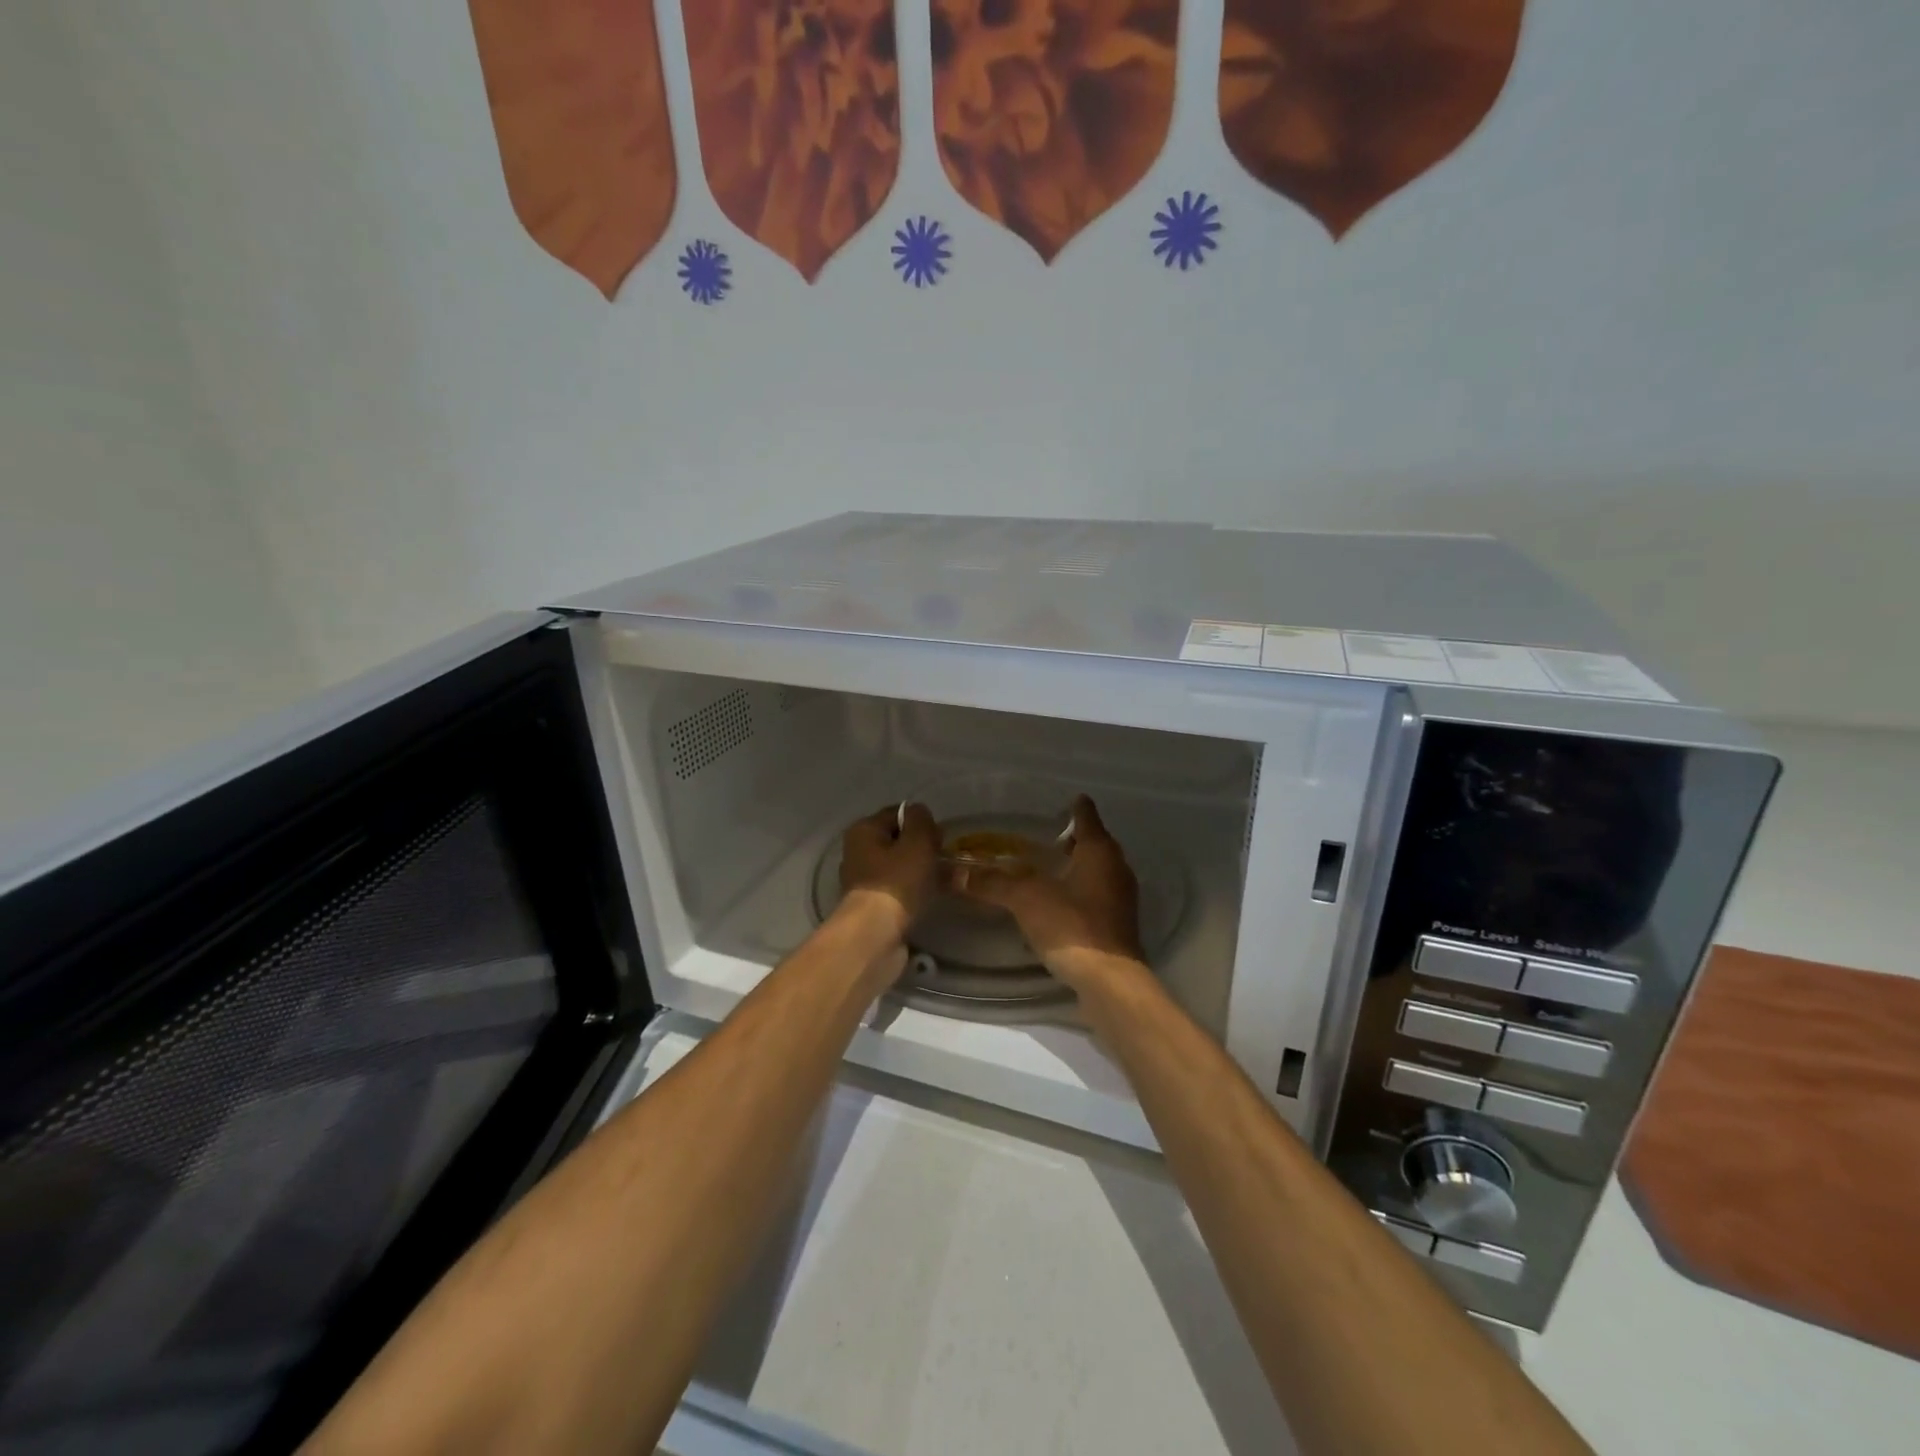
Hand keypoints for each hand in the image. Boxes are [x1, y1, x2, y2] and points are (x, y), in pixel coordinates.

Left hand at [838, 802, 940, 937]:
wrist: (875, 935)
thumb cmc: (897, 881)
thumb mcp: (917, 841)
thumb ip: (921, 820)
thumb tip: (919, 813)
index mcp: (863, 830)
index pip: (897, 814)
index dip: (922, 822)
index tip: (940, 838)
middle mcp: (858, 852)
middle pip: (899, 841)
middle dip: (925, 848)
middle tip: (945, 860)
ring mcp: (864, 881)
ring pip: (901, 867)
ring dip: (924, 871)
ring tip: (948, 881)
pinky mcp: (872, 906)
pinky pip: (900, 890)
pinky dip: (916, 892)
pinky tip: (934, 898)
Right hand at [955, 795, 1143, 984]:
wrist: (1108, 982)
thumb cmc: (1072, 926)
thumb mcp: (1026, 899)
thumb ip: (993, 882)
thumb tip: (955, 872)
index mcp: (1100, 852)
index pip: (1087, 817)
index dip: (1073, 807)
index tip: (1060, 802)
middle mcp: (1116, 869)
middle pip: (1094, 844)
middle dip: (1071, 839)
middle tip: (1042, 837)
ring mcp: (1119, 899)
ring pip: (1095, 872)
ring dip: (1074, 868)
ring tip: (1043, 869)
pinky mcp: (1116, 926)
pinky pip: (1094, 897)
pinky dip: (1076, 894)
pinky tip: (1054, 905)